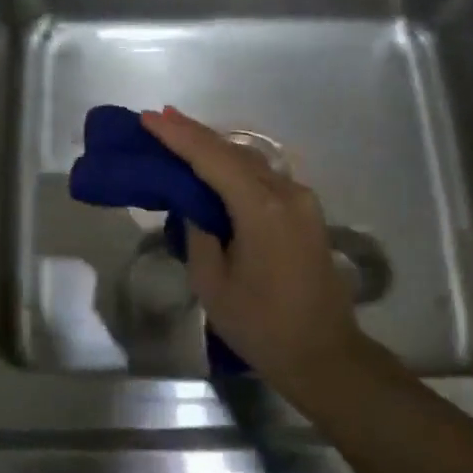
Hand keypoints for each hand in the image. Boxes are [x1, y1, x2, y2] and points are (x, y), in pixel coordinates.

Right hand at [142, 106, 382, 405]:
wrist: (323, 355)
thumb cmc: (261, 326)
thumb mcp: (213, 283)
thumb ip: (199, 233)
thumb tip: (194, 205)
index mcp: (262, 209)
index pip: (213, 159)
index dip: (178, 137)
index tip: (149, 117)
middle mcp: (287, 193)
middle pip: (234, 152)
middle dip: (195, 134)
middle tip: (158, 118)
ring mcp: (302, 201)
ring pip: (251, 162)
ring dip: (215, 148)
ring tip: (179, 135)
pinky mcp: (306, 213)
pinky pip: (264, 178)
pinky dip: (235, 167)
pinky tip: (214, 166)